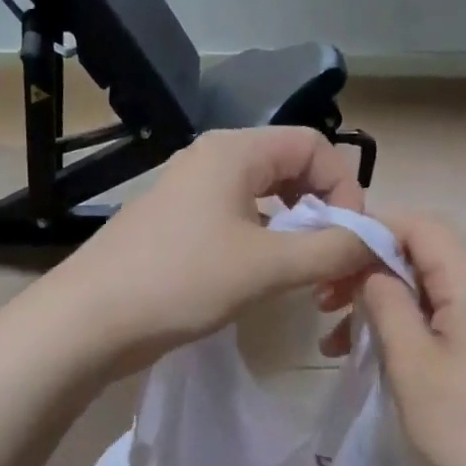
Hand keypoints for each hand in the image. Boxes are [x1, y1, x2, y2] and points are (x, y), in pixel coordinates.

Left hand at [54, 128, 378, 367]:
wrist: (90, 320)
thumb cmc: (181, 281)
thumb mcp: (267, 266)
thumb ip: (330, 250)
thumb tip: (375, 241)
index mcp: (235, 151)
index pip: (315, 145)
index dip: (345, 187)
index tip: (349, 239)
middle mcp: (212, 159)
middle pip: (291, 168)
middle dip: (322, 210)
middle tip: (331, 258)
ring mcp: (190, 192)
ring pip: (264, 198)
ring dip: (295, 230)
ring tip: (303, 273)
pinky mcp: (178, 225)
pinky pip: (238, 220)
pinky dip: (264, 242)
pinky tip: (264, 278)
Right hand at [354, 213, 465, 465]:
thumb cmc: (460, 421)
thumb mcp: (408, 358)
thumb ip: (384, 299)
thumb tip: (371, 268)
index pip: (419, 226)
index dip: (371, 231)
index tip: (329, 258)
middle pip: (427, 254)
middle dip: (372, 274)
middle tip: (324, 308)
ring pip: (436, 283)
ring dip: (390, 303)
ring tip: (339, 340)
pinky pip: (455, 305)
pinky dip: (417, 318)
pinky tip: (384, 346)